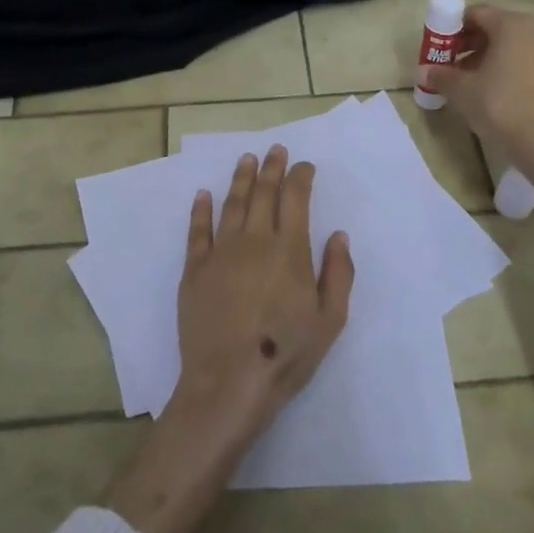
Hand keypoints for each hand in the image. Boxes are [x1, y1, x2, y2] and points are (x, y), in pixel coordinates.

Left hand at [175, 145, 353, 436]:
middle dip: (271, 168)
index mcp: (289, 249)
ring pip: (232, 205)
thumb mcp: (331, 319)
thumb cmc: (287, 353)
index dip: (301, 176)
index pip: (296, 198)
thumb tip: (338, 235)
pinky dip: (201, 210)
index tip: (305, 166)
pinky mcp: (194, 270)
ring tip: (246, 159)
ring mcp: (220, 253)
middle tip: (275, 149)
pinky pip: (197, 231)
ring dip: (240, 179)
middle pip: (263, 193)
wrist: (229, 382)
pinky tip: (204, 195)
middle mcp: (254, 240)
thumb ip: (339, 273)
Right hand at [427, 4, 533, 163]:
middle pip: (494, 26)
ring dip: (484, 55)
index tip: (438, 47)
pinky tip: (489, 89)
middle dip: (468, 42)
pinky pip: (523, 58)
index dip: (452, 28)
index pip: (476, 13)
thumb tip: (426, 72)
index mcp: (512, 25)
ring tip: (465, 79)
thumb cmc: (500, 105)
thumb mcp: (462, 90)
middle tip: (448, 63)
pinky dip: (503, 66)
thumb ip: (441, 75)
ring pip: (509, 44)